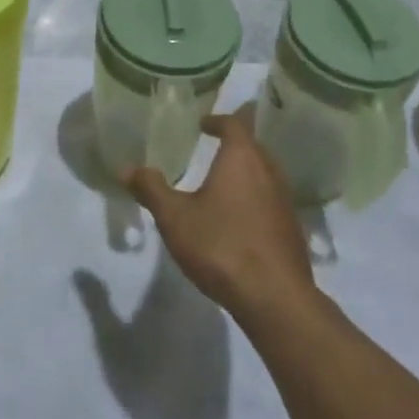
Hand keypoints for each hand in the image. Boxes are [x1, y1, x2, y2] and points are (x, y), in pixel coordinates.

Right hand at [122, 108, 314, 323]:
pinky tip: (239, 219)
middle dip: (234, 144)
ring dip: (246, 173)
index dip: (218, 120)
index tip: (203, 124)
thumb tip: (127, 168)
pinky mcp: (292, 229)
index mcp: (242, 158)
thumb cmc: (220, 245)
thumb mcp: (174, 217)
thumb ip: (151, 189)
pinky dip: (255, 198)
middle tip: (211, 149)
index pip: (234, 124)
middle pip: (253, 147)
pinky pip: (271, 200)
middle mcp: (269, 172)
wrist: (274, 297)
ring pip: (265, 174)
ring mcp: (285, 201)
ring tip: (222, 183)